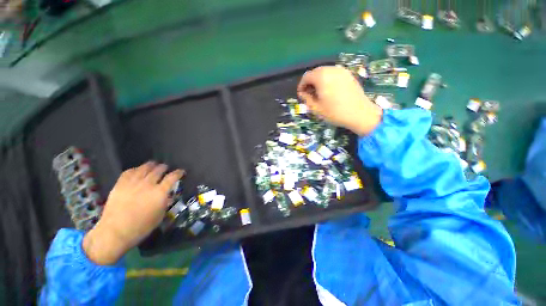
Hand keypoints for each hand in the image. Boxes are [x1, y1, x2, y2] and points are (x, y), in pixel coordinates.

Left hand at [83, 162, 183, 264]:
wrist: (115, 232)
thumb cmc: (141, 227)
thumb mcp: (160, 216)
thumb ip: (165, 203)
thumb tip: (168, 196)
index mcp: (160, 192)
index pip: (172, 177)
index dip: (178, 173)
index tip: (181, 172)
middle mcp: (148, 184)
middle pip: (159, 170)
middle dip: (164, 167)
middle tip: (166, 168)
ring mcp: (133, 183)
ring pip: (144, 168)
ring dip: (151, 165)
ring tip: (153, 165)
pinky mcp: (120, 184)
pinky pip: (129, 172)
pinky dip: (135, 169)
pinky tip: (137, 170)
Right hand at [297, 66, 382, 135]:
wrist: (360, 114)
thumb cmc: (335, 112)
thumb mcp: (316, 108)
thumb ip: (306, 99)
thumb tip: (302, 93)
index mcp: (322, 77)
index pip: (306, 76)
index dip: (301, 85)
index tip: (301, 95)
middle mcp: (331, 69)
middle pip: (315, 72)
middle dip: (310, 82)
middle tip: (309, 94)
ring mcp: (342, 70)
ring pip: (325, 72)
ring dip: (319, 81)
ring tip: (319, 93)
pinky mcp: (348, 74)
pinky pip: (334, 73)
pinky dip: (328, 79)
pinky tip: (330, 90)